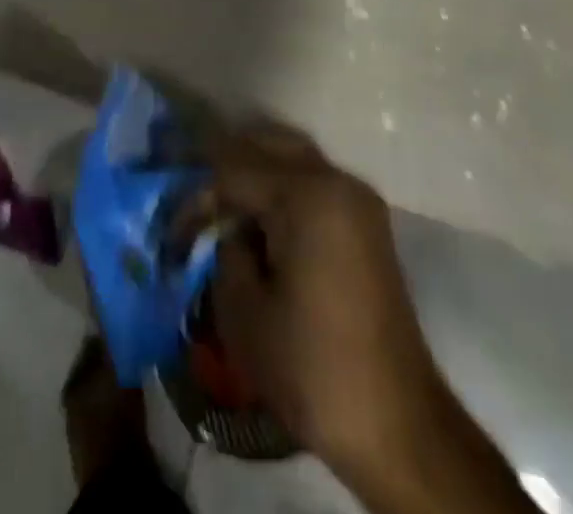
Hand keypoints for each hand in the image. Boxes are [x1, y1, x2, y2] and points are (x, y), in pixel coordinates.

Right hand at [210, 127, 535, 513]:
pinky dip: (282, 188)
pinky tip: (259, 219)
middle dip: (226, 164)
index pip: (232, 170)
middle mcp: (335, 181)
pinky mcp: (367, 224)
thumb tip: (228, 231)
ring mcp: (357, 200)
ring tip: (222, 205)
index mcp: (306, 194)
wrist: (398, 427)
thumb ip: (224, 250)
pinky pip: (314, 182)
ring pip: (293, 157)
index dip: (197, 197)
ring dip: (255, 171)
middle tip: (194, 197)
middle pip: (267, 145)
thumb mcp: (243, 312)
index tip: (174, 232)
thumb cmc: (312, 367)